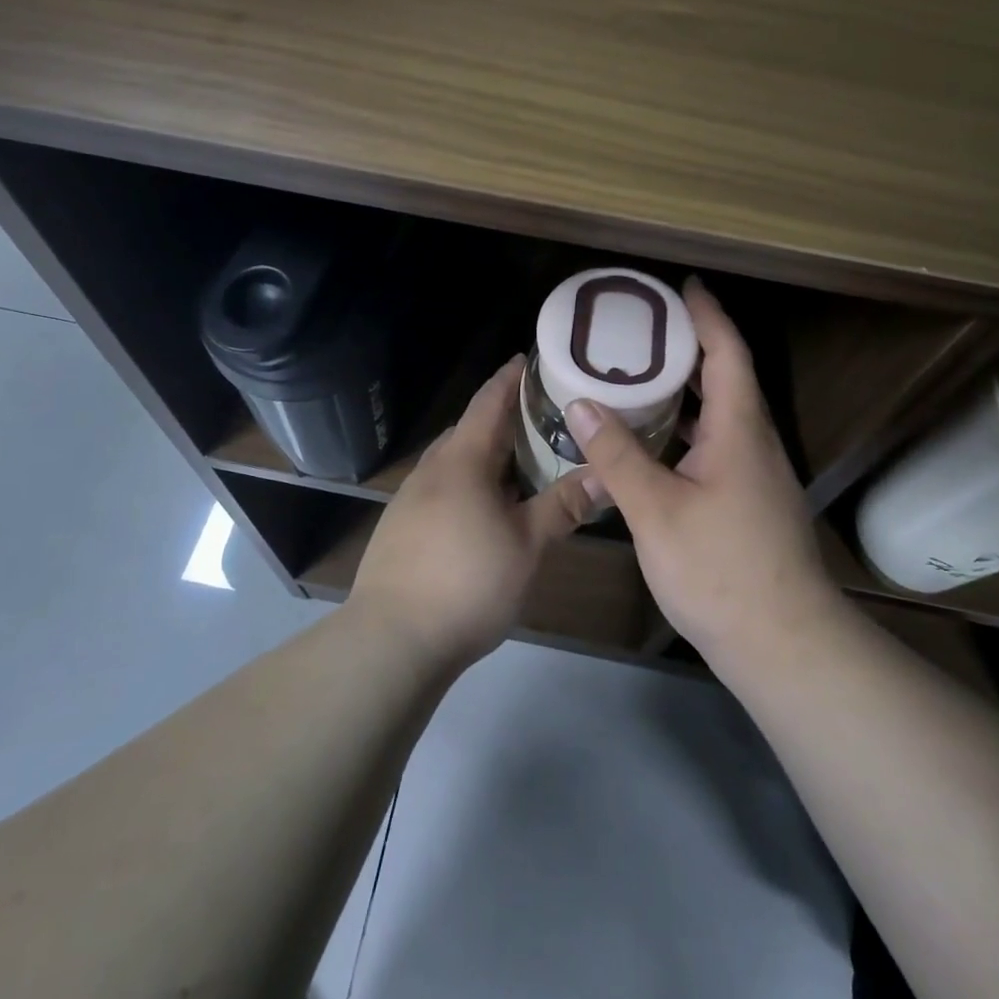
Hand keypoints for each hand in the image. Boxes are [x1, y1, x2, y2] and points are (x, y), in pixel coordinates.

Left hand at [348, 356, 598, 669]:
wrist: (392, 639)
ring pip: (452, 462)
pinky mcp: (399, 527)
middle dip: (500, 420)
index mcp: (462, 461)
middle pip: (468, 430)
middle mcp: (431, 470)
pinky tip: (483, 510)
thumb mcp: (527, 544)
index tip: (527, 360)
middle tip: (540, 420)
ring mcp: (409, 499)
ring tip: (517, 465)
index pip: (488, 403)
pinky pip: (440, 488)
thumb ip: (564, 505)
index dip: (509, 379)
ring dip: (482, 455)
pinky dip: (466, 483)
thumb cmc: (468, 582)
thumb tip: (606, 474)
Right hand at [566, 278, 840, 669]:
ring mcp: (756, 475)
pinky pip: (718, 444)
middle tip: (644, 329)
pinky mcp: (750, 501)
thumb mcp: (657, 510)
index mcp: (739, 431)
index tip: (682, 287)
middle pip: (727, 378)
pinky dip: (688, 428)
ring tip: (640, 375)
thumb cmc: (720, 570)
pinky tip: (655, 441)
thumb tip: (581, 403)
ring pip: (722, 415)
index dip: (707, 316)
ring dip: (689, 389)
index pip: (727, 353)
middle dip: (691, 346)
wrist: (783, 644)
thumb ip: (617, 455)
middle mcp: (754, 443)